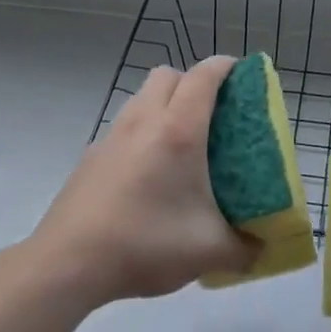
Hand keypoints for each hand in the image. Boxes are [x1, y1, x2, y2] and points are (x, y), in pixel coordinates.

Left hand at [32, 58, 256, 304]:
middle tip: (213, 113)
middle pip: (168, 75)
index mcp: (178, 131)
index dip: (225, 67)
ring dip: (164, 104)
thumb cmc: (145, 244)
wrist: (68, 263)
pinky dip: (141, 132)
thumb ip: (245, 248)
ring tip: (181, 143)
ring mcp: (112, 136)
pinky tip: (148, 173)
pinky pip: (124, 126)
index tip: (243, 76)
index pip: (204, 76)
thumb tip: (262, 247)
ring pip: (142, 97)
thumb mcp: (208, 251)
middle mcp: (143, 121)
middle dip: (193, 82)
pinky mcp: (91, 156)